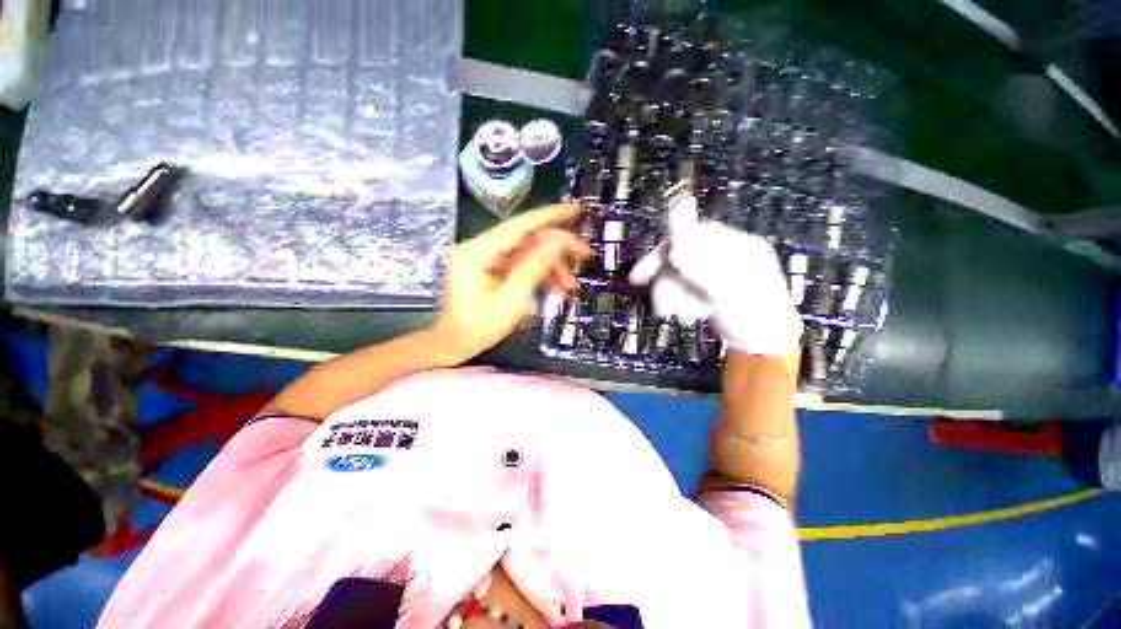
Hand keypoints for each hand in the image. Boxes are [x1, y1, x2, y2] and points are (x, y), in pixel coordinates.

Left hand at [434, 204, 591, 361]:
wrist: (456, 345)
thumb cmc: (479, 326)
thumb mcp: (512, 297)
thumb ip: (535, 266)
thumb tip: (558, 241)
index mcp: (478, 251)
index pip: (520, 226)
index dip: (550, 216)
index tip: (575, 209)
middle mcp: (481, 249)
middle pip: (527, 240)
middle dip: (558, 249)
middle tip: (585, 256)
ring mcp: (486, 260)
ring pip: (527, 254)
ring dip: (551, 267)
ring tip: (570, 285)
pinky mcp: (491, 271)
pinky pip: (521, 265)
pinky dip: (539, 274)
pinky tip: (556, 286)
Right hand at [629, 198, 801, 356]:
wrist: (763, 347)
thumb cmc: (756, 317)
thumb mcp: (731, 290)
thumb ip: (702, 267)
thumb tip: (674, 246)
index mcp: (738, 247)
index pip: (694, 235)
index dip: (667, 248)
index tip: (645, 269)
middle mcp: (724, 257)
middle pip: (682, 257)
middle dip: (667, 281)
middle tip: (653, 299)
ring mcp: (715, 274)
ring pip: (680, 277)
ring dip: (673, 296)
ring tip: (679, 315)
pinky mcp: (707, 290)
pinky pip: (684, 289)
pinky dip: (680, 302)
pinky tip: (689, 315)